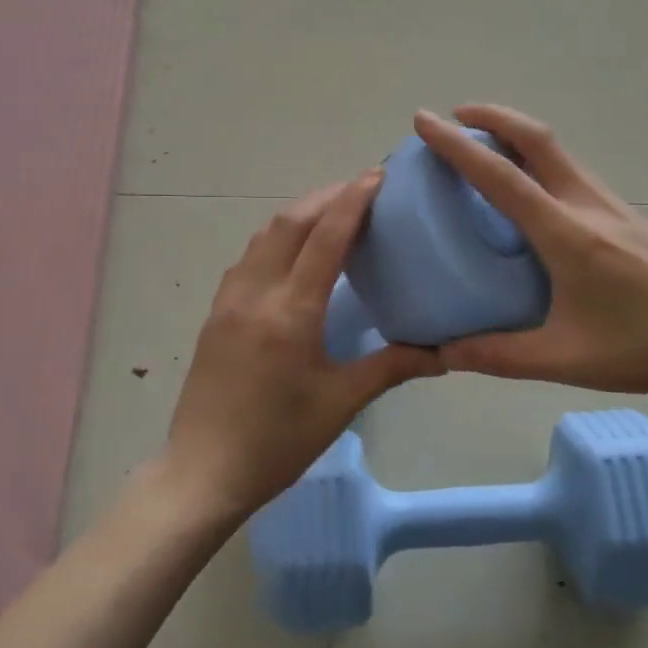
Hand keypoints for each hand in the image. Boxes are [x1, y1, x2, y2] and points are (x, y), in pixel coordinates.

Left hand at [162, 171, 443, 518]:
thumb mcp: (340, 403)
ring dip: (298, 214)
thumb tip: (443, 353)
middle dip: (326, 197)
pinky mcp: (215, 312)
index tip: (376, 176)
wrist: (203, 471)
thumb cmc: (278, 441)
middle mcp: (255, 293)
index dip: (352, 200)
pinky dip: (276, 238)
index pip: (324, 237)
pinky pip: (248, 257)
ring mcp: (228, 300)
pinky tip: (293, 252)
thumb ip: (392, 366)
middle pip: (290, 222)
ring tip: (331, 212)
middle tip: (361, 189)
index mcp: (290, 312)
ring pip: (264, 235)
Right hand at [414, 106, 647, 411]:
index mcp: (565, 233)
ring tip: (483, 146)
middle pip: (537, 138)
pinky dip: (539, 160)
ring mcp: (611, 206)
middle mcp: (586, 205)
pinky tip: (530, 190)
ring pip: (557, 151)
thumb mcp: (566, 359)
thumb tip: (443, 353)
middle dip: (491, 117)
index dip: (457, 145)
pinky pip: (572, 171)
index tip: (425, 121)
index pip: (501, 176)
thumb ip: (499, 356)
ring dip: (516, 134)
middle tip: (454, 116)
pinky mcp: (626, 216)